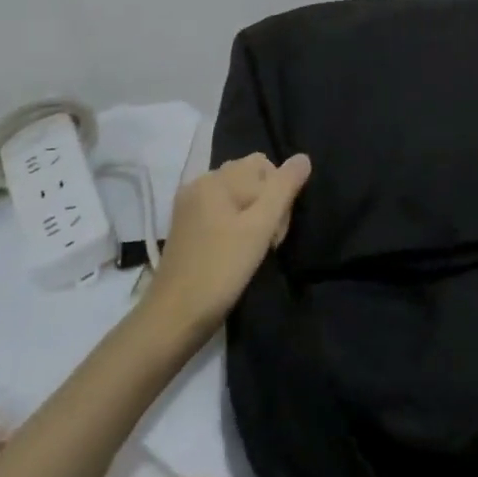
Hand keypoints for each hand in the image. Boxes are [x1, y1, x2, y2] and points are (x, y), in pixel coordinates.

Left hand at [141, 153, 310, 336]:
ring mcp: (190, 207)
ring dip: (255, 218)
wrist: (174, 319)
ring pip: (240, 197)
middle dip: (268, 204)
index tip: (275, 229)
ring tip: (254, 249)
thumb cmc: (220, 270)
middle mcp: (199, 185)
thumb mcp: (260, 227)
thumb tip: (303, 158)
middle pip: (251, 178)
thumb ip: (284, 188)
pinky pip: (224, 212)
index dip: (280, 193)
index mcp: (215, 179)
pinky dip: (237, 226)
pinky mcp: (187, 228)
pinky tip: (237, 252)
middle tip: (267, 242)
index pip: (264, 166)